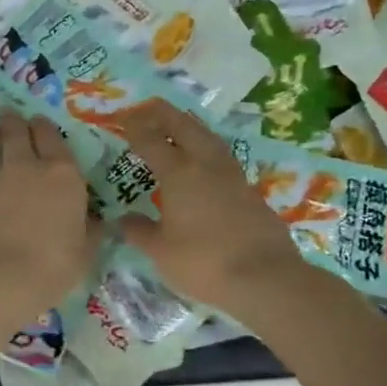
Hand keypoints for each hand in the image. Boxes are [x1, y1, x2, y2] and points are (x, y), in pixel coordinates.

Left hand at [0, 111, 100, 319]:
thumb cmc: (51, 265)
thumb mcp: (84, 253)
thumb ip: (90, 232)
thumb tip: (97, 221)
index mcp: (63, 175)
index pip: (53, 138)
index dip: (46, 128)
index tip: (41, 122)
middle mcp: (29, 168)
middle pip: (19, 132)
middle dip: (17, 122)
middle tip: (13, 117)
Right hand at [112, 100, 311, 315]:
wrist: (265, 278)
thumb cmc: (203, 263)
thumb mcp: (160, 251)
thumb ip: (139, 231)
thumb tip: (123, 219)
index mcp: (178, 174)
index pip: (150, 140)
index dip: (133, 126)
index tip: (121, 117)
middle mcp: (206, 165)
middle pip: (183, 126)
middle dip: (162, 113)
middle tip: (146, 107)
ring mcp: (232, 175)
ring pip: (207, 137)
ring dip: (188, 126)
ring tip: (175, 126)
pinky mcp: (250, 190)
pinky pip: (221, 156)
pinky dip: (205, 148)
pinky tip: (202, 161)